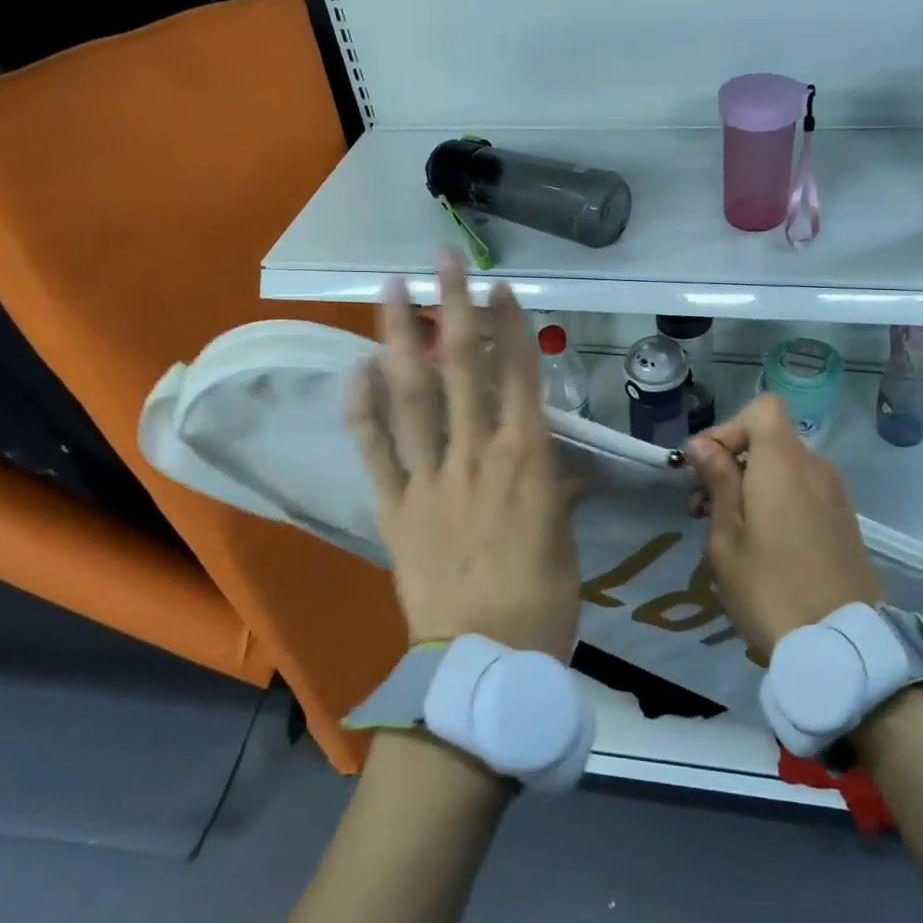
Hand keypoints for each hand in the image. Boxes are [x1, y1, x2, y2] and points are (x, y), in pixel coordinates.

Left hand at [346, 252, 580, 661]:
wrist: (483, 661)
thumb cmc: (542, 603)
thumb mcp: (565, 542)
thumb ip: (559, 493)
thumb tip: (562, 469)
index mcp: (527, 461)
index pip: (520, 378)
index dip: (511, 328)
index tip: (500, 287)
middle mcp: (477, 455)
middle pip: (464, 370)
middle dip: (455, 309)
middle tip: (442, 261)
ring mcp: (431, 478)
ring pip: (414, 397)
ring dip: (403, 340)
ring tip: (392, 292)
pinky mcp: (395, 506)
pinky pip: (376, 450)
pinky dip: (363, 409)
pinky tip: (356, 369)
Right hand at [683, 394, 882, 657]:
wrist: (842, 645)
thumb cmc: (770, 588)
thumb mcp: (727, 538)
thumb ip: (717, 481)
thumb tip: (702, 444)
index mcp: (784, 463)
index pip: (763, 409)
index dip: (729, 428)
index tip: (706, 467)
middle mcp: (815, 468)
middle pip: (770, 439)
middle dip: (732, 461)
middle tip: (702, 507)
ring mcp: (835, 494)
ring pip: (785, 467)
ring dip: (753, 484)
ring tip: (728, 530)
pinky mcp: (844, 520)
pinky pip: (804, 490)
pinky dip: (778, 500)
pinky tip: (763, 543)